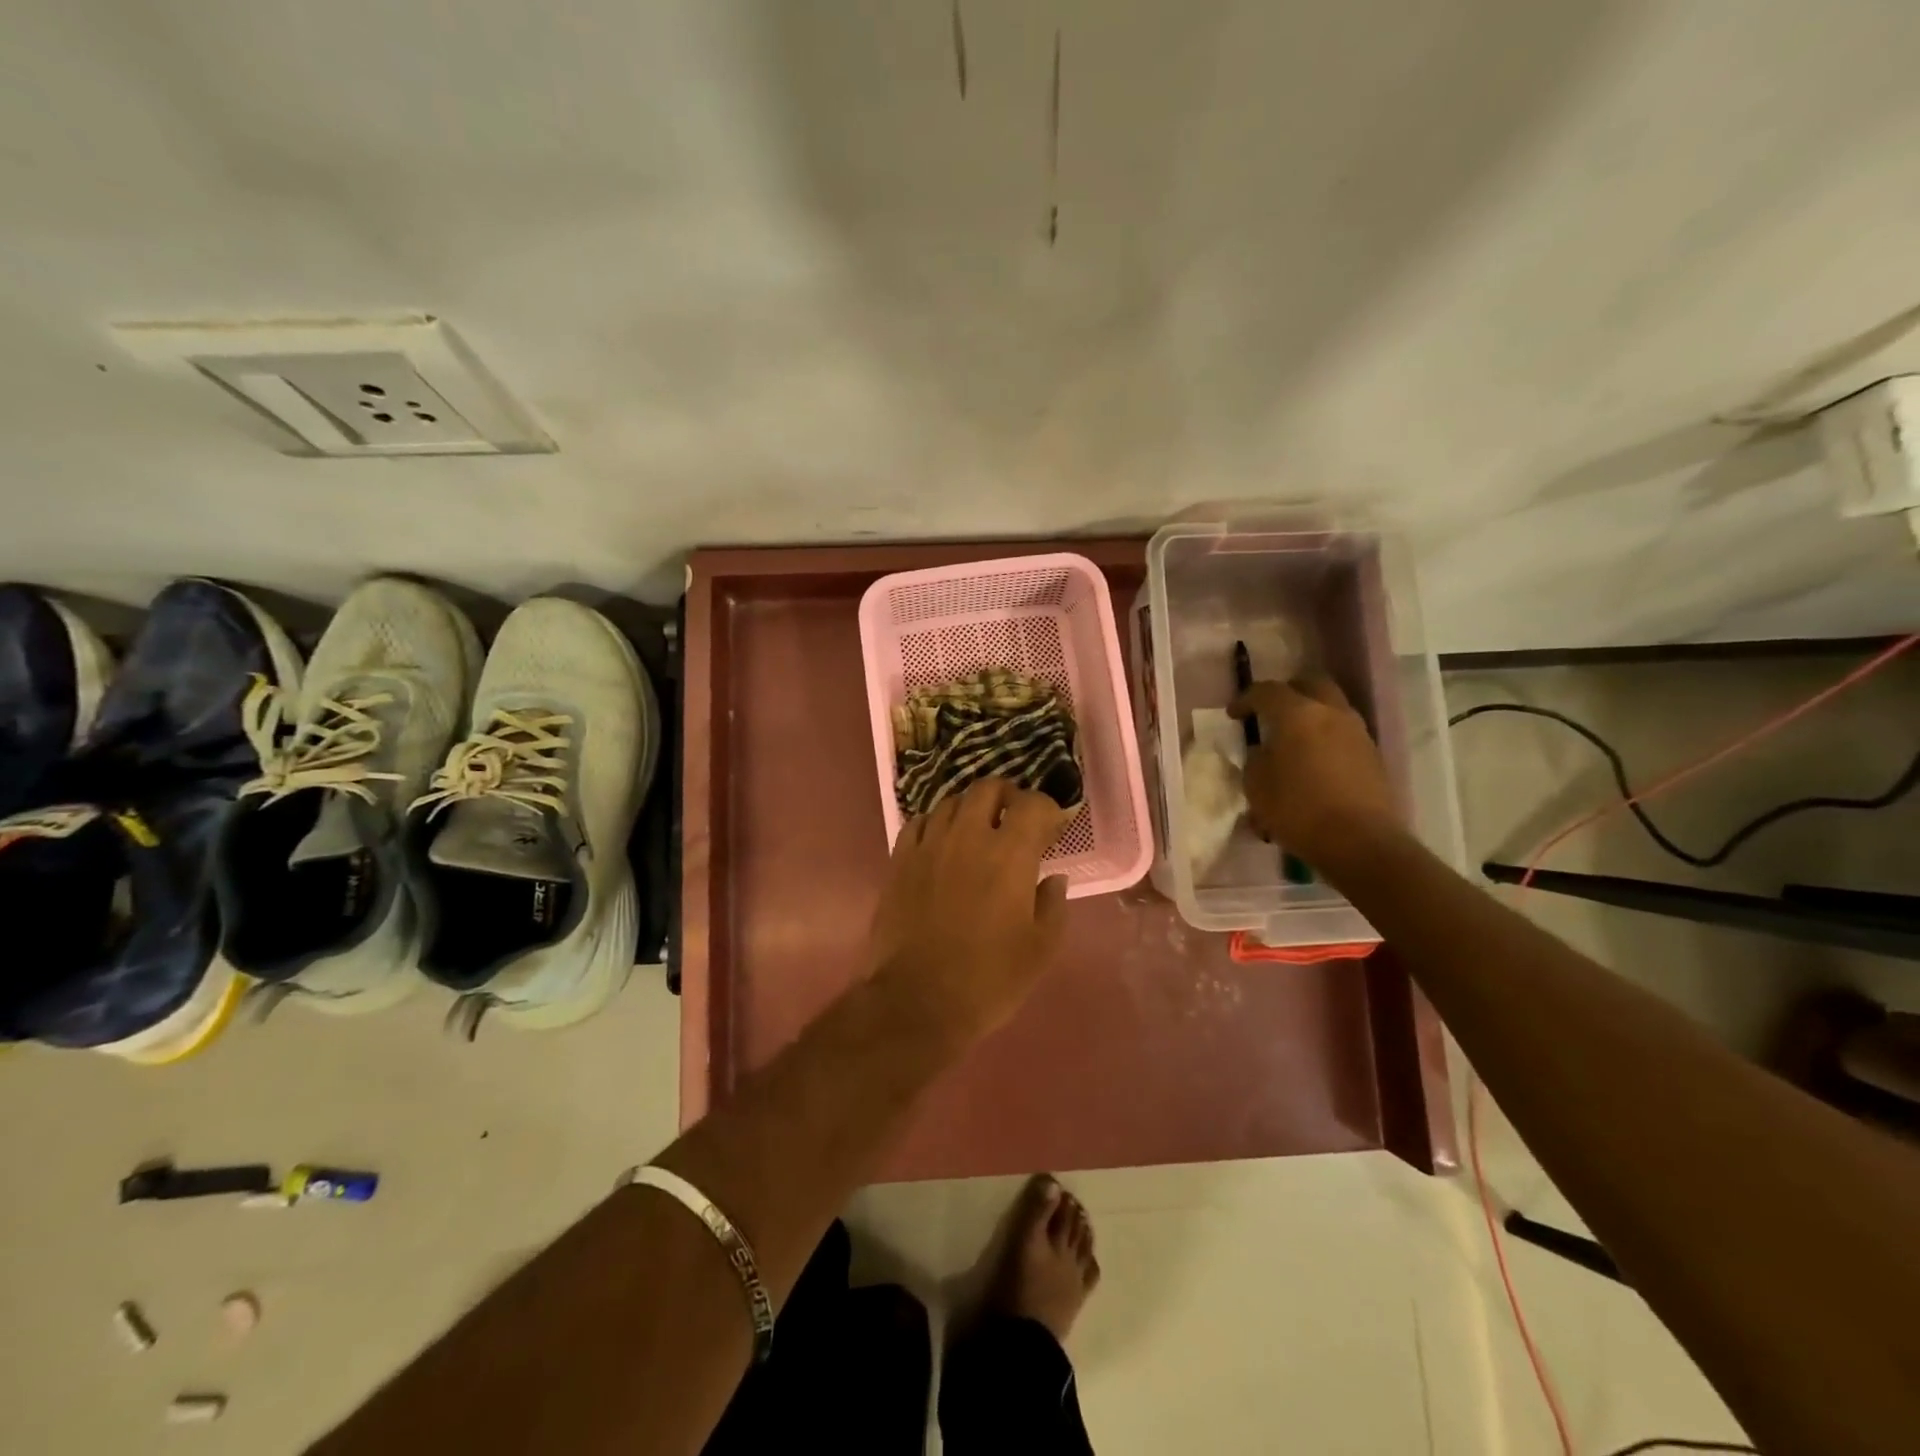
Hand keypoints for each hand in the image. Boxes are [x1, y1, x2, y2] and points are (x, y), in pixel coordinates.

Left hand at [868, 778, 1072, 1048]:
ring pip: (951, 802)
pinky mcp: (899, 860)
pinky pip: (918, 823)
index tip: (1052, 827)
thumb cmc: (988, 979)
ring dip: (971, 808)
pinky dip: (936, 824)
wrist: (916, 1001)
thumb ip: (1052, 905)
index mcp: (1009, 855)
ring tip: (978, 830)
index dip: (1047, 809)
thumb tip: (1053, 878)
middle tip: (1016, 818)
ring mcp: (928, 845)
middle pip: (987, 788)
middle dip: (1007, 796)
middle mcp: (967, 837)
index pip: (1032, 804)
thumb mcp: (1039, 950)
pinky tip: (941, 843)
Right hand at [1230, 675, 1396, 869]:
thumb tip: (1263, 752)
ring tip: (1293, 739)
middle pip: (1310, 684)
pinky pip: (1343, 733)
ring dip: (1311, 715)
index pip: (1267, 691)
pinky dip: (1325, 737)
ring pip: (1331, 707)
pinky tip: (1313, 762)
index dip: (1246, 699)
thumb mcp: (1257, 786)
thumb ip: (1255, 760)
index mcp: (1298, 714)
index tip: (1234, 715)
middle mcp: (1332, 713)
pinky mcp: (1372, 755)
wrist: (1361, 842)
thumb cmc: (1299, 810)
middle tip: (1270, 712)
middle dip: (1288, 693)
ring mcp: (1357, 733)